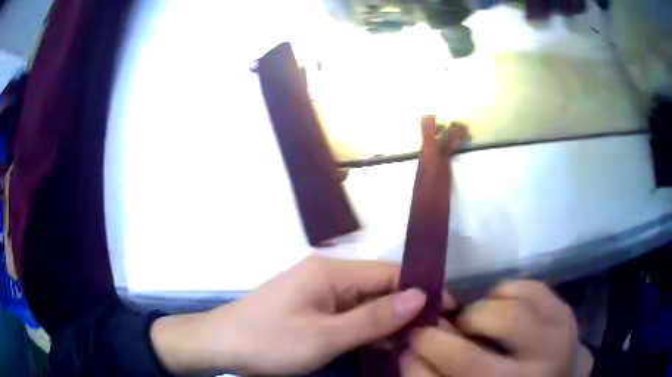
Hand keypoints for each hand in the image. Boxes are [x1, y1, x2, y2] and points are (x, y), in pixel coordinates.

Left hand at [150, 256, 431, 375]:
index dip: (421, 290)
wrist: (220, 345)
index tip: (446, 311)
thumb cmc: (270, 342)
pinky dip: (366, 328)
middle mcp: (327, 274)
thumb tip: (419, 297)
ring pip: (365, 303)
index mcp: (332, 271)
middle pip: (379, 288)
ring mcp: (317, 291)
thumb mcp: (325, 336)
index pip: (390, 274)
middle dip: (406, 310)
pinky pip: (348, 313)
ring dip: (387, 321)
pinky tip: (382, 344)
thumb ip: (374, 318)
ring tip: (414, 343)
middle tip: (432, 334)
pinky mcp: (310, 307)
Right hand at [402, 281, 593, 376]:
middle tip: (447, 330)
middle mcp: (532, 373)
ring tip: (479, 323)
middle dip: (451, 330)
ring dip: (482, 310)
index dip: (423, 348)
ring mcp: (556, 339)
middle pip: (478, 342)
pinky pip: (529, 288)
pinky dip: (507, 293)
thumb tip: (409, 346)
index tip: (411, 335)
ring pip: (506, 310)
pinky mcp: (566, 312)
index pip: (456, 368)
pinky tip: (504, 309)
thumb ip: (434, 374)